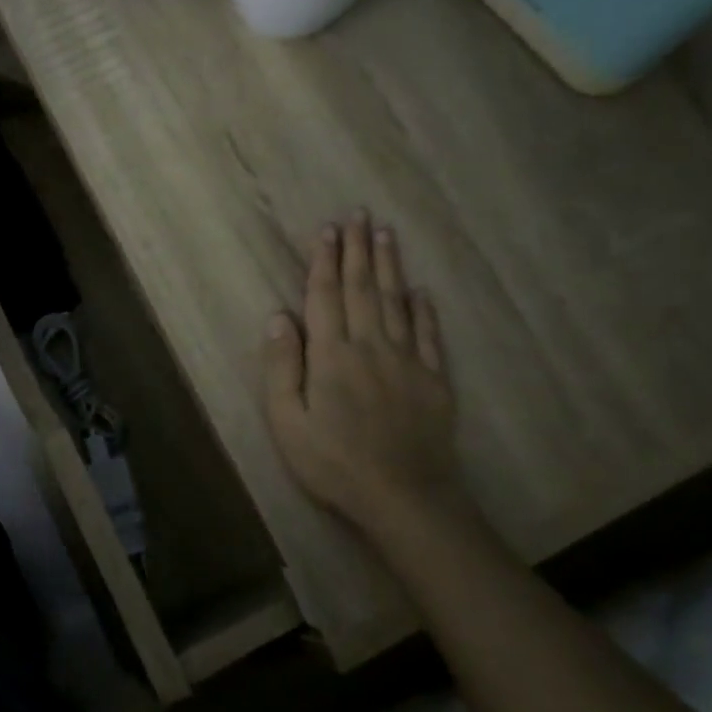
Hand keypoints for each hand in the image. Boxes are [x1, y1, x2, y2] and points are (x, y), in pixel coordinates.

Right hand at [264, 211, 470, 538]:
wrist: (404, 496)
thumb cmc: (334, 463)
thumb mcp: (289, 423)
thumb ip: (282, 368)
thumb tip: (278, 318)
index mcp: (332, 356)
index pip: (326, 296)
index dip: (325, 261)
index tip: (327, 229)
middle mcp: (370, 346)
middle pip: (363, 288)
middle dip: (357, 249)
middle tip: (358, 214)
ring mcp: (407, 361)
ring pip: (396, 301)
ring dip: (389, 265)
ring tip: (385, 233)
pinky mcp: (433, 379)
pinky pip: (428, 334)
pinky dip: (424, 308)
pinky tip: (421, 290)